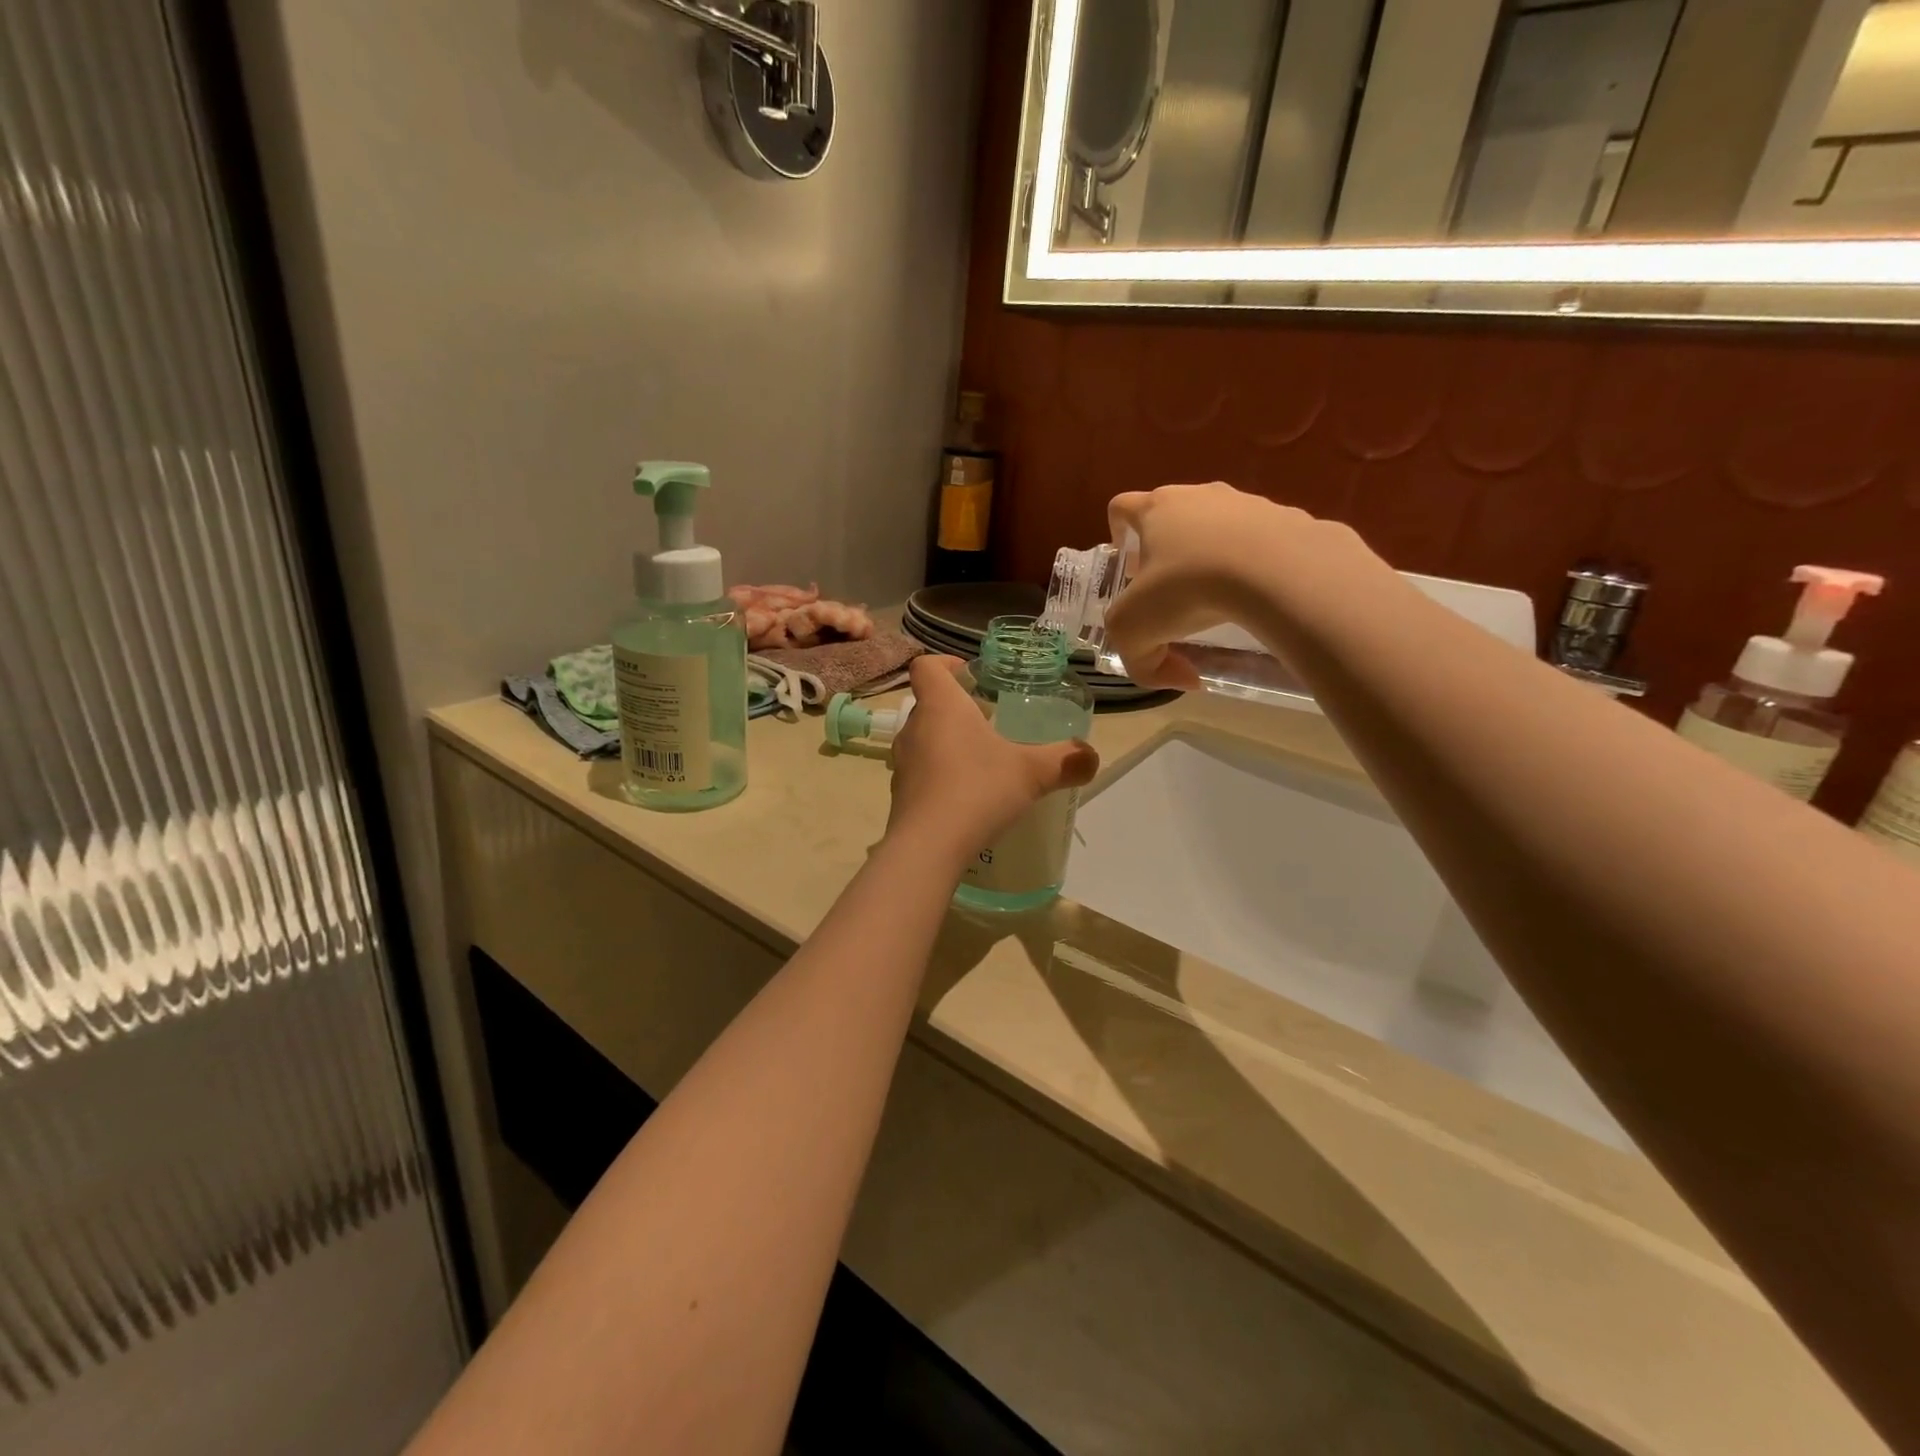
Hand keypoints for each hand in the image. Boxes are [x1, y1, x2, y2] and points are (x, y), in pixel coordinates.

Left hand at [886, 656, 1097, 860]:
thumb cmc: (978, 790)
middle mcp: (914, 729)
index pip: (925, 667)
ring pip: (924, 740)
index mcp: (940, 707)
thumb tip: (1092, 756)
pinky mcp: (901, 795)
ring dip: (948, 742)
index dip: (944, 663)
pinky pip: (921, 773)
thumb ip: (1065, 761)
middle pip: (928, 704)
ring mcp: (902, 764)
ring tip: (982, 759)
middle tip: (989, 721)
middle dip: (957, 708)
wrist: (929, 847)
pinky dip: (941, 775)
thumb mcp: (1032, 773)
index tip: (969, 674)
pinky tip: (968, 796)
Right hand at [1102, 482, 1360, 689]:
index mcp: (1156, 510)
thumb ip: (1143, 663)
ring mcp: (1249, 503)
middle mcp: (1200, 495)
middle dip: (1167, 551)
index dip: (1117, 532)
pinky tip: (1263, 598)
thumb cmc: (1188, 589)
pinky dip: (1258, 567)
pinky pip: (1265, 543)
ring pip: (1220, 527)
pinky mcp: (1291, 519)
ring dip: (1213, 557)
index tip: (1127, 565)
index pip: (1122, 507)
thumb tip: (1181, 677)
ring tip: (1222, 599)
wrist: (1279, 571)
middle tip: (1170, 592)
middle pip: (1173, 515)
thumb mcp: (1136, 634)